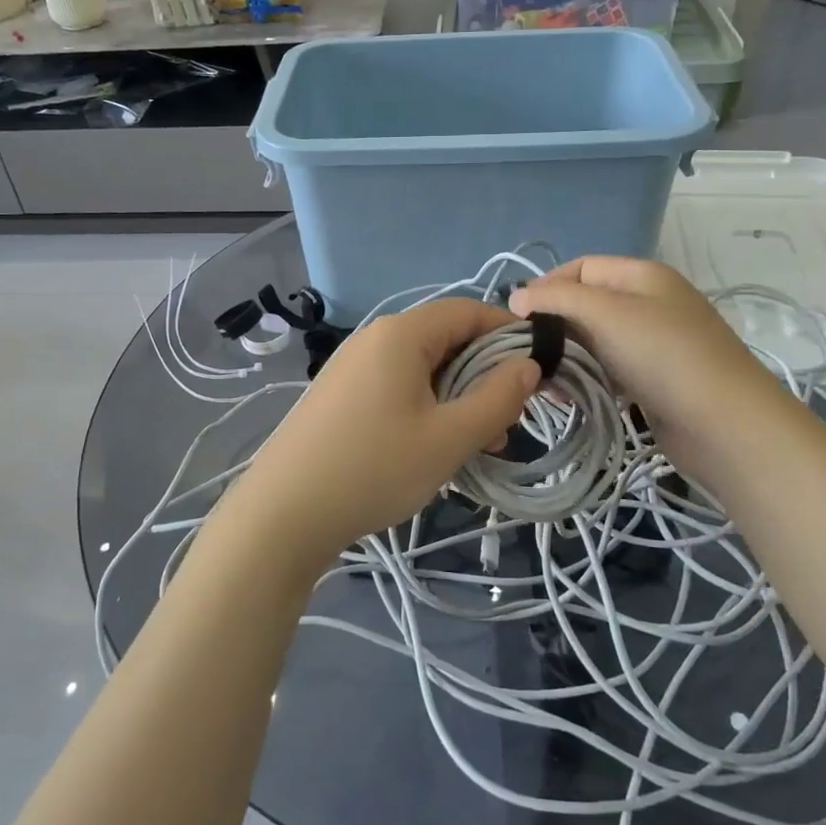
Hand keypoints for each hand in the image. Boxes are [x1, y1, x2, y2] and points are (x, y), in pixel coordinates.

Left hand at [210, 298, 539, 581]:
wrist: (283, 513)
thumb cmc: (374, 468)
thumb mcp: (449, 437)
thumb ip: (498, 398)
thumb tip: (529, 366)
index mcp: (401, 334)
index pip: (469, 311)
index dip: (510, 334)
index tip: (542, 370)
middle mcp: (374, 339)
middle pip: (446, 339)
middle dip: (486, 374)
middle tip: (510, 420)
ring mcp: (352, 367)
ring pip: (423, 369)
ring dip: (459, 397)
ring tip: (482, 443)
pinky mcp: (340, 395)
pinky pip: (397, 387)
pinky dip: (428, 407)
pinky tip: (437, 447)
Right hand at [508, 257, 768, 443]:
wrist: (725, 424)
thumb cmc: (663, 356)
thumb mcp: (605, 313)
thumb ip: (557, 298)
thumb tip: (516, 296)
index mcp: (642, 276)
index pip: (580, 267)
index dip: (546, 286)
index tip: (517, 318)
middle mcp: (648, 303)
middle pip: (586, 304)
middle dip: (553, 325)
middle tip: (525, 354)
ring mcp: (653, 344)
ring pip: (594, 341)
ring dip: (566, 356)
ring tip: (543, 381)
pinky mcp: (652, 380)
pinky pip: (608, 370)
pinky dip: (585, 378)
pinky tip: (568, 397)